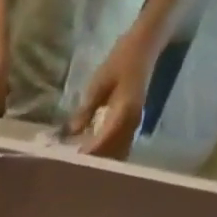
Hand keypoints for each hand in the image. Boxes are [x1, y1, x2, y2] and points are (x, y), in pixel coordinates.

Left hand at [68, 24, 160, 158]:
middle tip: (69, 171)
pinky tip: (88, 156)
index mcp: (124, 112)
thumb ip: (86, 108)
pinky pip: (119, 146)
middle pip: (111, 153)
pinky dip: (104, 153)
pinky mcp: (132, 124)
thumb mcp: (99, 82)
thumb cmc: (122, 59)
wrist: (146, 44)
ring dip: (99, 162)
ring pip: (116, 153)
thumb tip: (71, 132)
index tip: (69, 165)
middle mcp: (132, 122)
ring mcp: (134, 124)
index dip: (86, 156)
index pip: (103, 142)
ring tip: (77, 168)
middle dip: (91, 164)